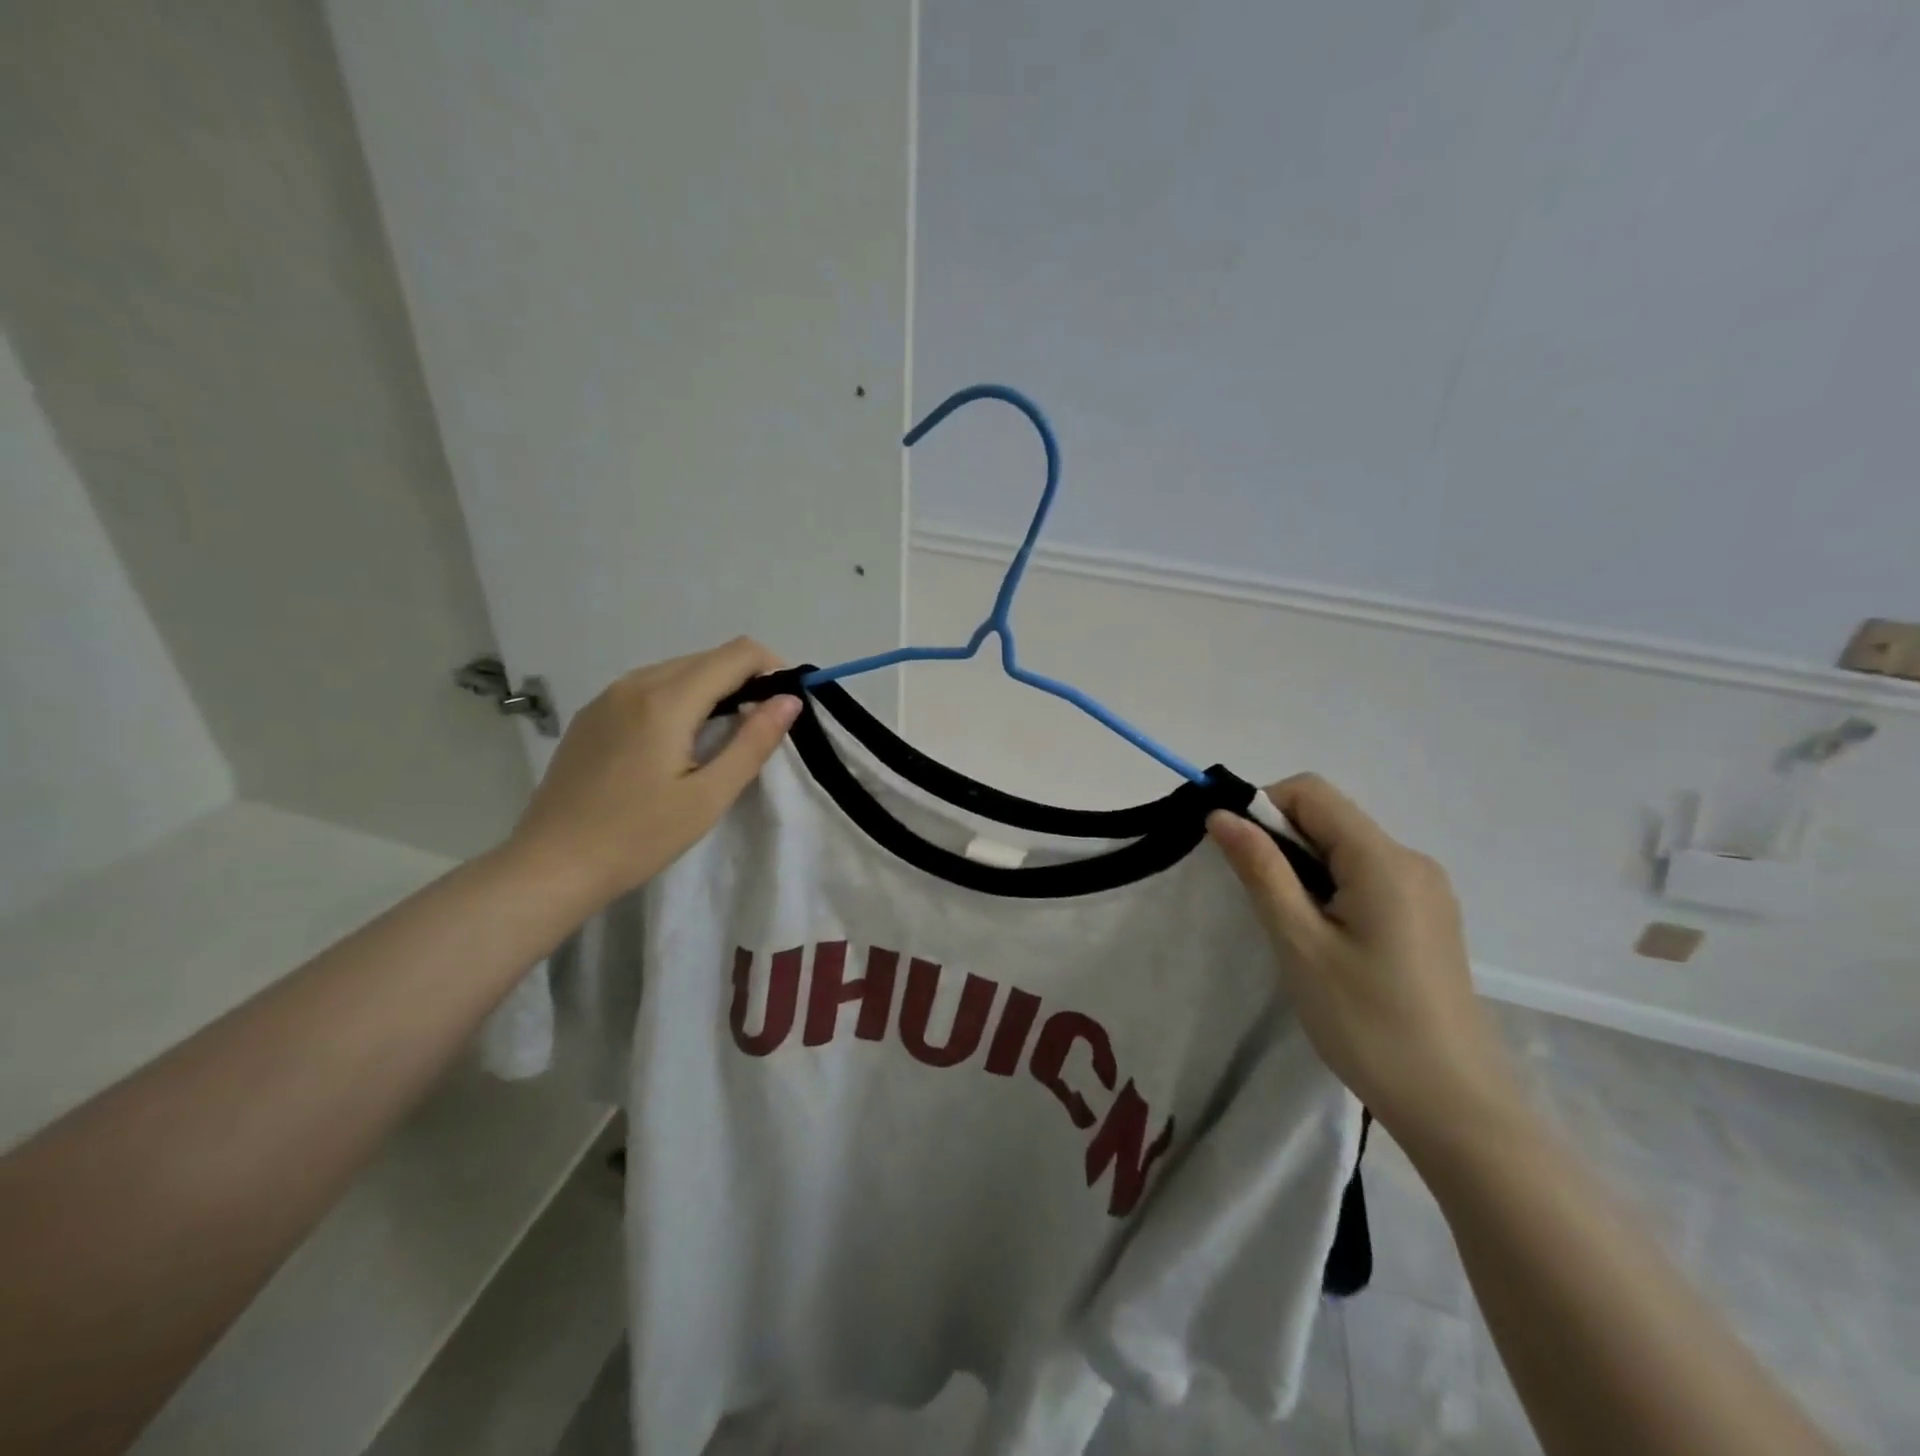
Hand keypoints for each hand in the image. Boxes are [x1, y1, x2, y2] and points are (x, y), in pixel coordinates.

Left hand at [503, 638, 799, 907]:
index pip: (737, 653)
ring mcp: (607, 696)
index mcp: (667, 700)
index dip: (772, 669)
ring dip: (712, 689)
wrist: (550, 866)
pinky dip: (679, 699)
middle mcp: (635, 683)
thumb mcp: (708, 796)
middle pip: (708, 657)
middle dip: (745, 680)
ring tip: (720, 739)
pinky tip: (676, 743)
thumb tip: (790, 700)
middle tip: (758, 729)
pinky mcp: (591, 715)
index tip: (784, 707)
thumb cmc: (638, 837)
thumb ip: (753, 742)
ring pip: (678, 670)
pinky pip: (649, 687)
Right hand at [1206, 775, 1521, 1151]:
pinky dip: (1330, 888)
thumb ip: (1261, 871)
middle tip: (1256, 899)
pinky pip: (1366, 877)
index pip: (1310, 792)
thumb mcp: (1300, 943)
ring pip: (1345, 848)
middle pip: (1329, 818)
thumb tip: (1222, 815)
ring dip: (1303, 868)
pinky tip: (1324, 939)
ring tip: (1289, 926)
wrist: (1455, 1107)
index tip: (1233, 854)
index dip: (1261, 807)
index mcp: (1383, 859)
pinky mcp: (1428, 917)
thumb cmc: (1368, 1023)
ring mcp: (1426, 890)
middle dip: (1280, 841)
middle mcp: (1411, 860)